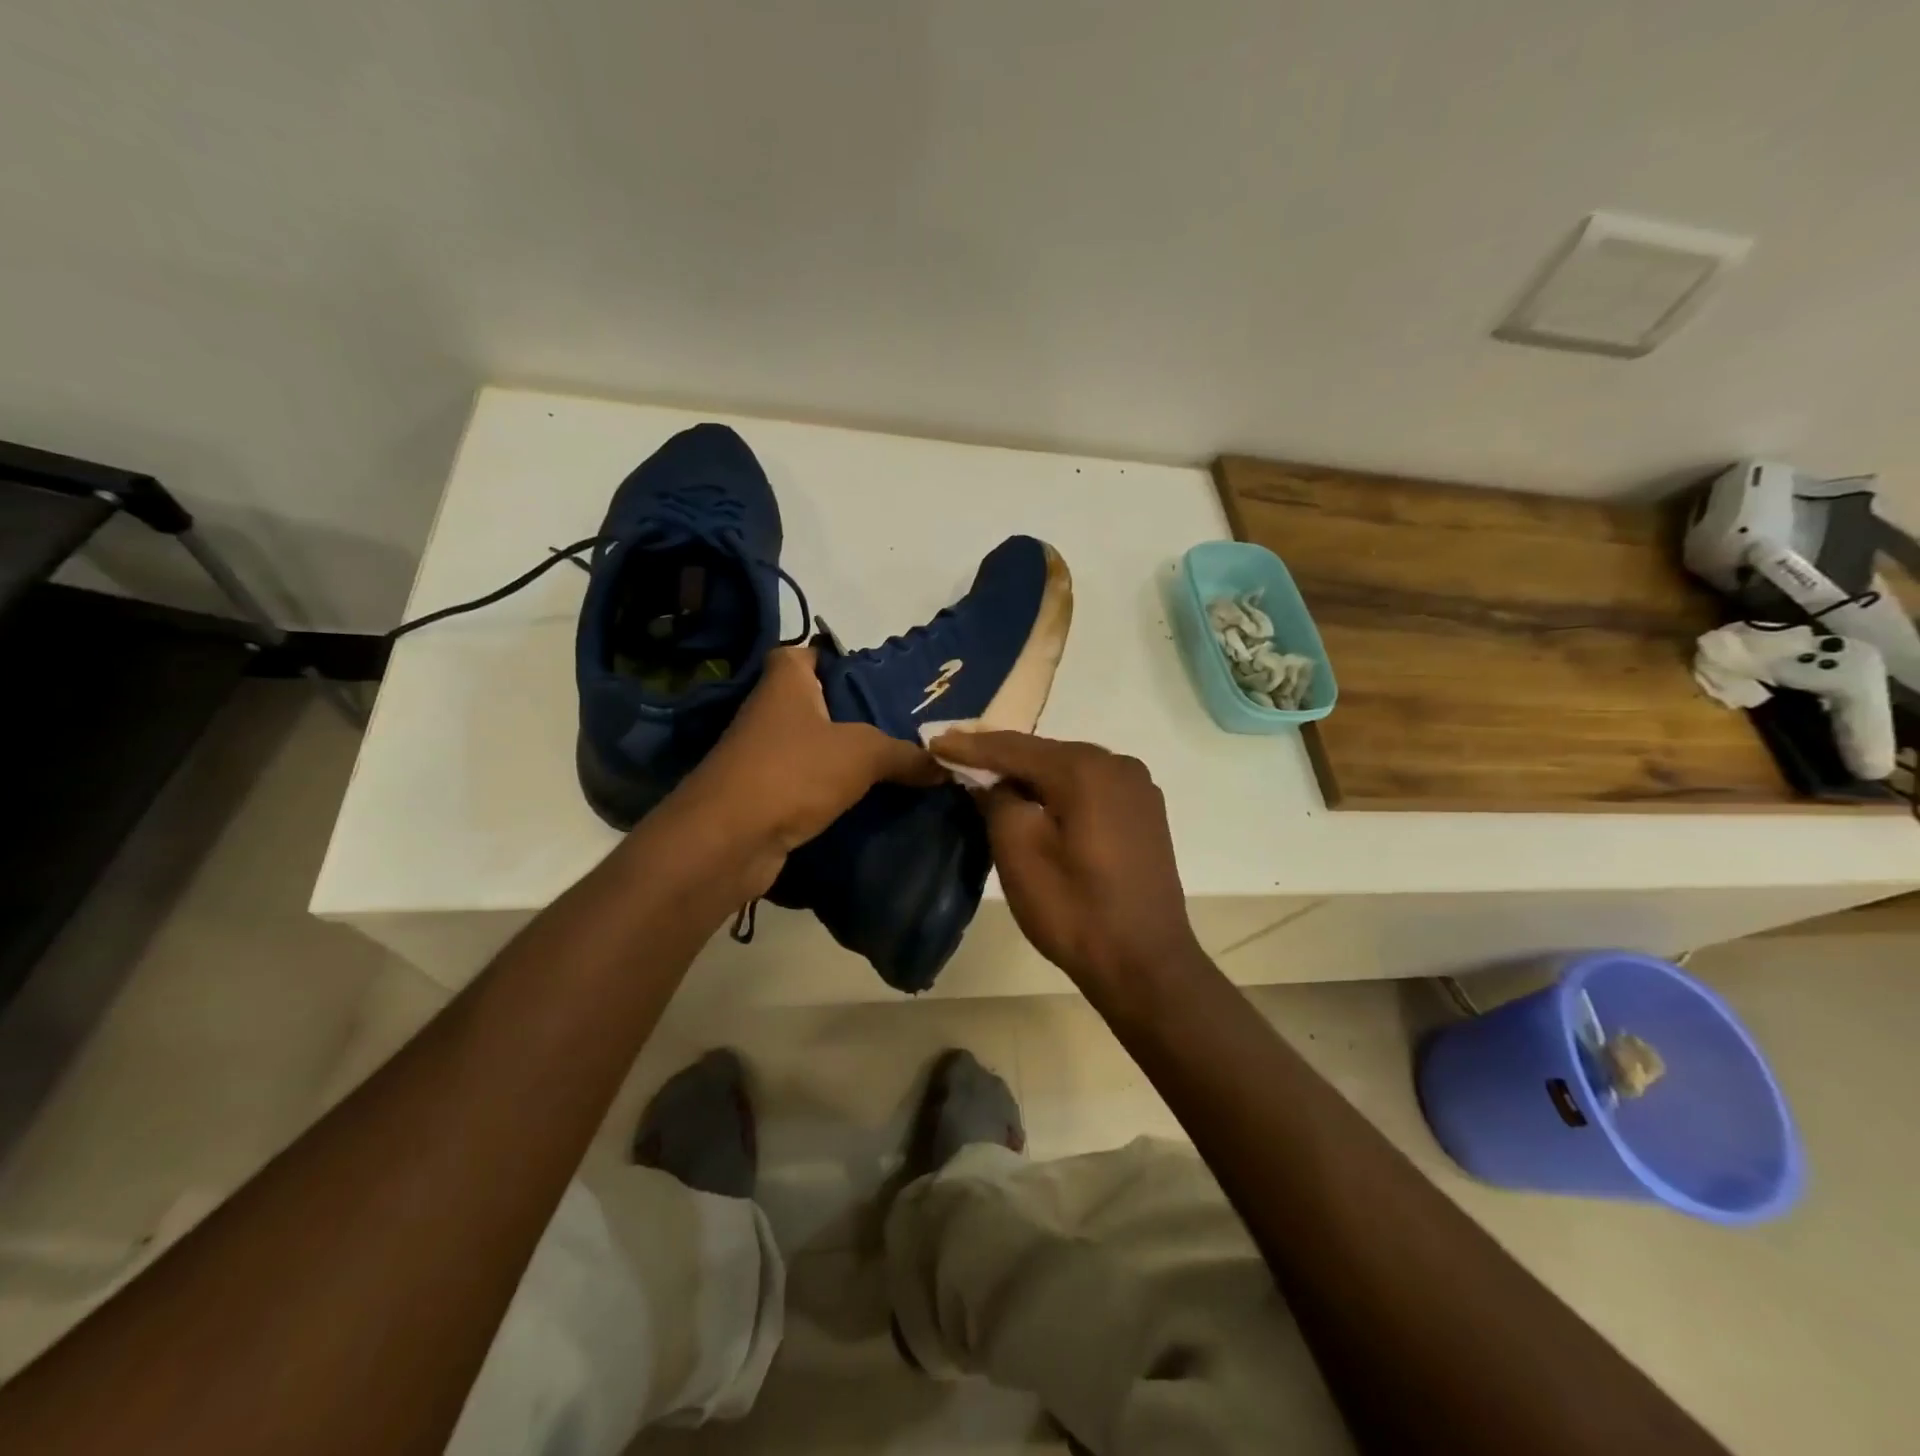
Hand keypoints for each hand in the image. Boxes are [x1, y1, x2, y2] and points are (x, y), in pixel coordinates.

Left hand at [672, 647, 942, 895]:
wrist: (730, 839)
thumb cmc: (794, 771)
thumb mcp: (863, 754)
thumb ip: (905, 754)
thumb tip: (947, 764)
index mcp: (786, 681)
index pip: (810, 653)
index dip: (841, 660)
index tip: (880, 678)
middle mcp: (770, 710)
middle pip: (820, 702)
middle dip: (859, 713)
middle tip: (906, 724)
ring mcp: (764, 754)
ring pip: (816, 745)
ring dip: (848, 755)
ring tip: (899, 762)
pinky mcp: (766, 793)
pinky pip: (809, 782)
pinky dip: (834, 788)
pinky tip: (871, 798)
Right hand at [930, 731, 1203, 996]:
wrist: (1144, 964)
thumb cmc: (1074, 910)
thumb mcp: (1019, 853)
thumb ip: (997, 801)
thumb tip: (990, 781)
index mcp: (1086, 769)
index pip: (1016, 748)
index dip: (971, 747)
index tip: (934, 743)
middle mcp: (1118, 764)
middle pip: (1044, 753)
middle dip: (1000, 756)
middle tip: (956, 754)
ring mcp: (1137, 787)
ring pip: (1068, 768)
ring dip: (1029, 772)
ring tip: (986, 773)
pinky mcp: (1143, 811)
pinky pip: (1089, 787)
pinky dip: (1057, 788)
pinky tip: (1034, 796)